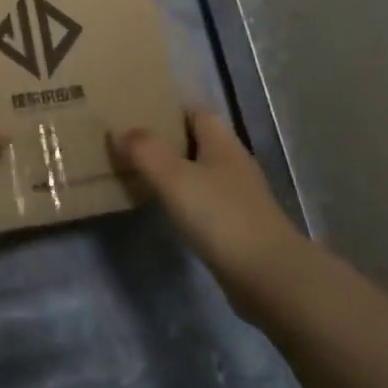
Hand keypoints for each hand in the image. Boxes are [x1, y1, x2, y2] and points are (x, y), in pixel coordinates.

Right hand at [111, 108, 303, 320]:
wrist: (268, 277)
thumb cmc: (220, 217)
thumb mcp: (174, 178)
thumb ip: (145, 151)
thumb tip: (119, 131)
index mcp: (224, 144)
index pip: (198, 113)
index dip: (171, 111)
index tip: (140, 117)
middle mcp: (235, 165)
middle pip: (201, 142)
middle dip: (170, 142)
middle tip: (133, 148)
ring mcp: (241, 198)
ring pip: (203, 174)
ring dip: (178, 173)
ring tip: (143, 178)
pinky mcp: (240, 228)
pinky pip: (207, 203)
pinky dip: (187, 202)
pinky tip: (169, 212)